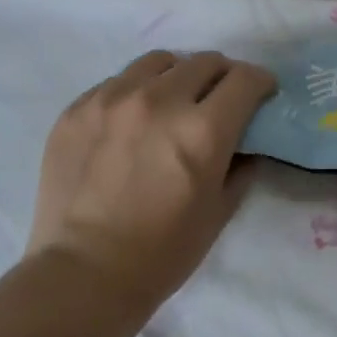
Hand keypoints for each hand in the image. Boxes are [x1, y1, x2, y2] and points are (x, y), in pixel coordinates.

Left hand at [29, 50, 275, 318]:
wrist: (84, 274)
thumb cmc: (163, 252)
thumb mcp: (220, 211)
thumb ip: (241, 165)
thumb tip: (246, 143)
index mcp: (202, 130)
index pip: (244, 79)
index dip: (260, 83)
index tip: (261, 94)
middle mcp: (158, 102)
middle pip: (204, 62)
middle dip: (222, 77)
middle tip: (221, 99)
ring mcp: (111, 100)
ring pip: (158, 62)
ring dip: (177, 76)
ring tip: (173, 101)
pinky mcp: (76, 109)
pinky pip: (116, 82)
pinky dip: (136, 93)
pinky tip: (132, 123)